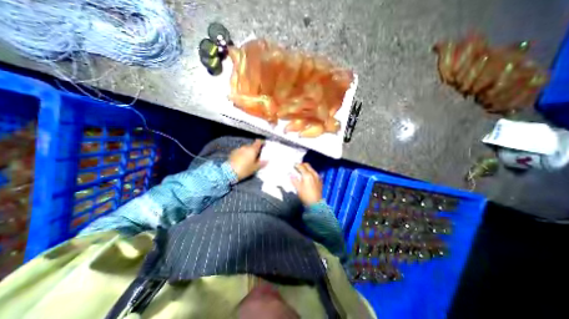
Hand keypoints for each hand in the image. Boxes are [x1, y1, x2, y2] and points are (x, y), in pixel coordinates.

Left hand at [228, 140, 266, 181]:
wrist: (228, 172)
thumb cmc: (244, 169)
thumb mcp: (255, 168)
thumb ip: (261, 163)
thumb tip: (267, 160)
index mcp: (252, 149)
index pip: (259, 142)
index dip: (262, 142)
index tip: (264, 145)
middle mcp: (245, 147)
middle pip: (252, 146)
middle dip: (255, 150)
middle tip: (257, 156)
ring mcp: (238, 149)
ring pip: (246, 149)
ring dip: (248, 152)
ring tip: (249, 159)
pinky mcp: (232, 153)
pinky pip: (240, 152)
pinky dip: (242, 154)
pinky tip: (242, 160)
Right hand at [291, 163, 321, 204]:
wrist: (315, 203)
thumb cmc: (306, 196)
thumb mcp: (298, 188)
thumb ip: (294, 179)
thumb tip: (290, 174)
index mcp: (307, 175)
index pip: (301, 166)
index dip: (296, 165)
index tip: (293, 165)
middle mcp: (313, 174)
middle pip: (307, 165)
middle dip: (302, 165)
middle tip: (297, 167)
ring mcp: (317, 177)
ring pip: (311, 168)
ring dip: (306, 168)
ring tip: (301, 172)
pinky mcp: (320, 180)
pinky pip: (314, 173)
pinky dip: (310, 172)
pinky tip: (307, 177)